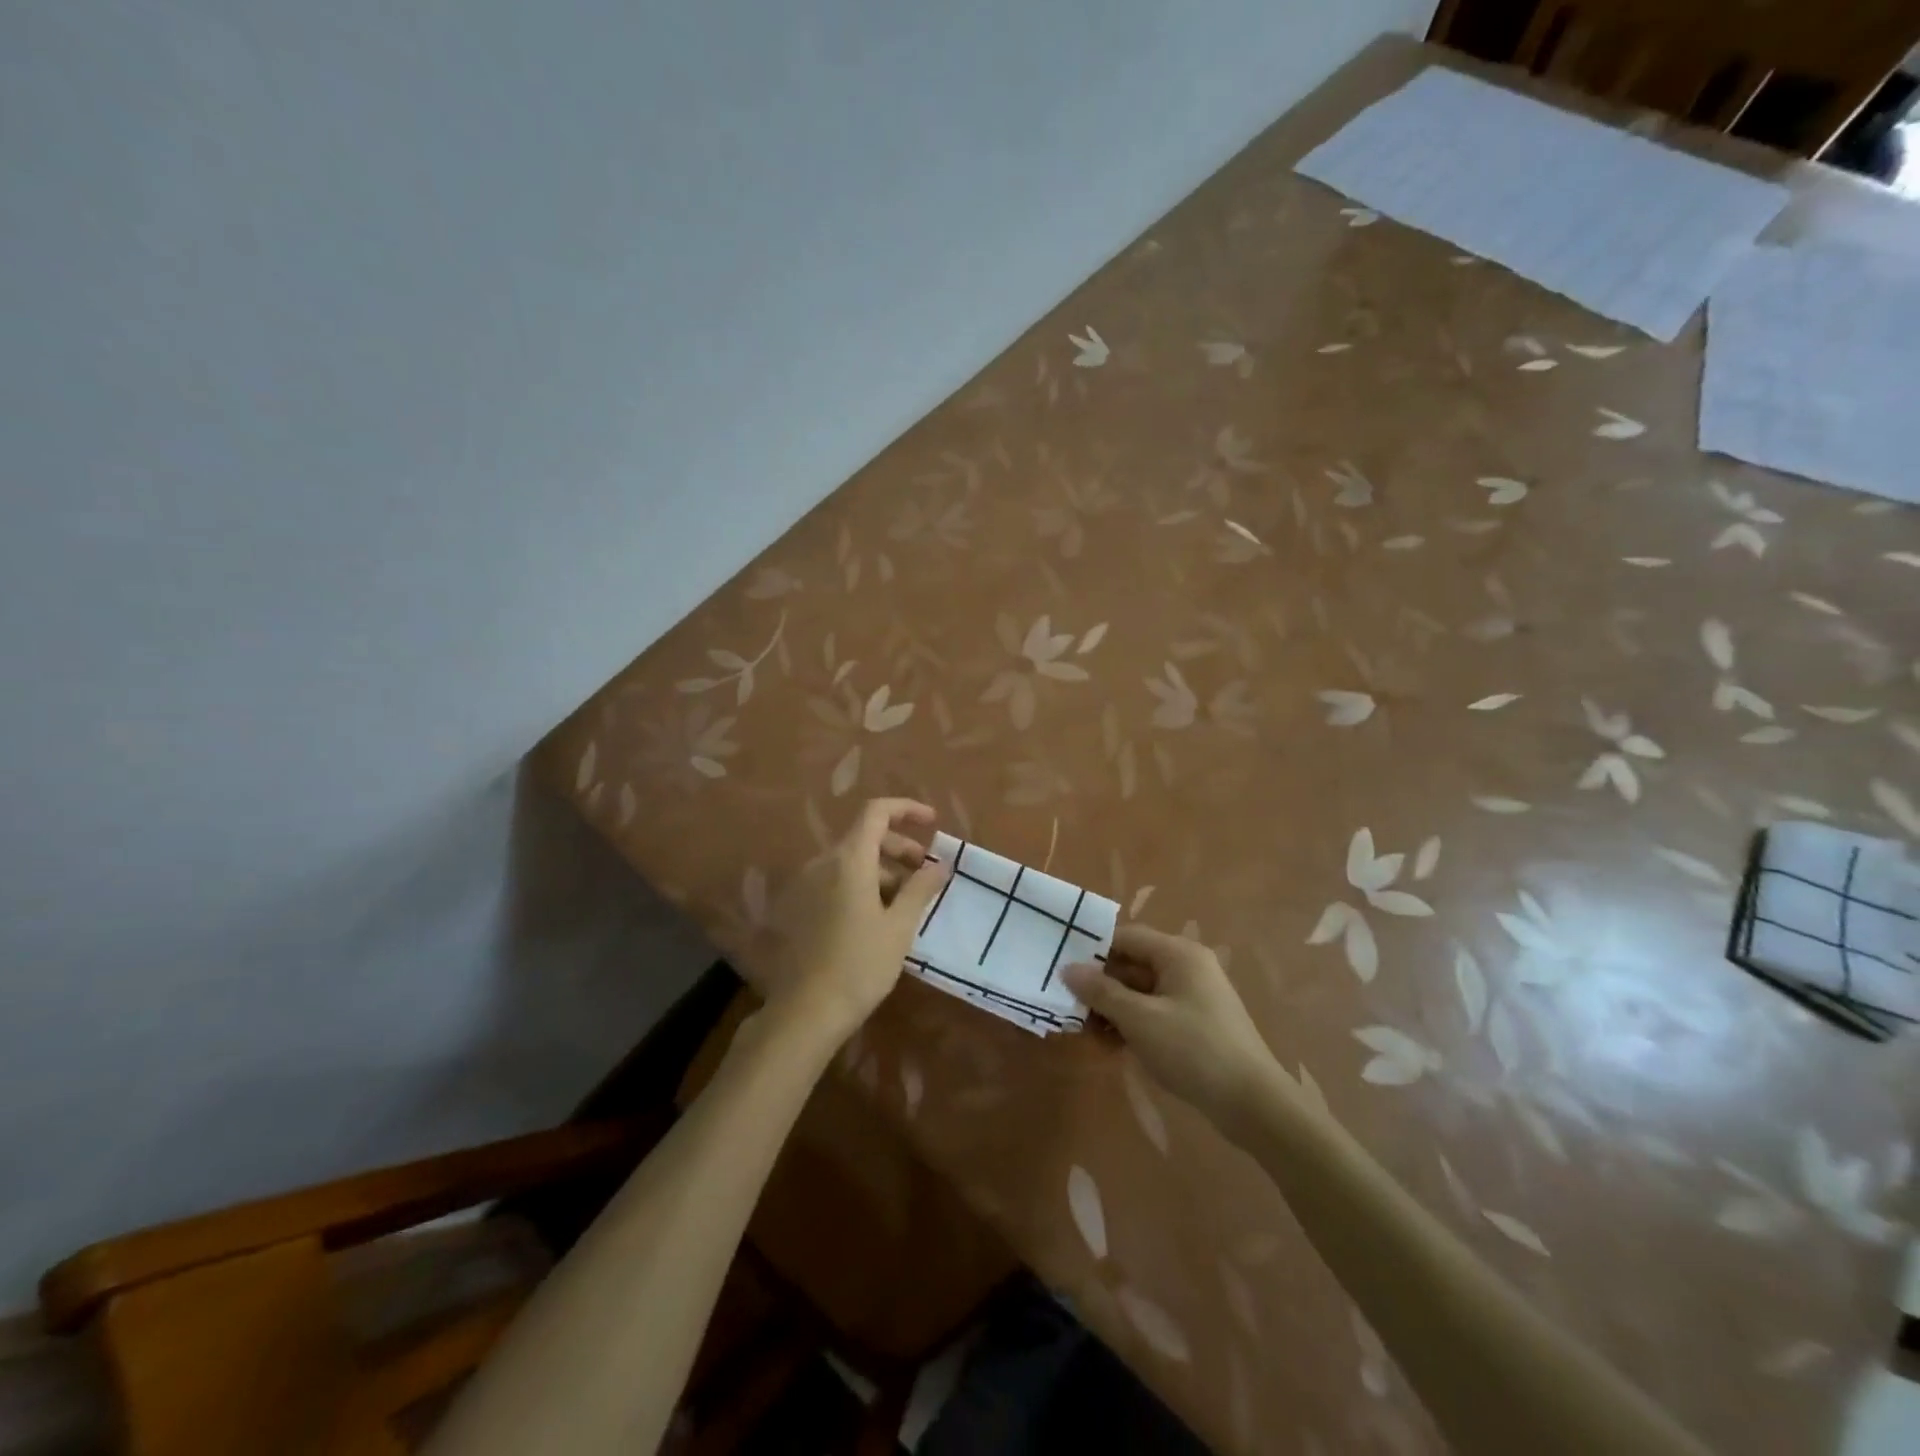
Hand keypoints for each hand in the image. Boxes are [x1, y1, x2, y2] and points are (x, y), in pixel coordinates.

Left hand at [762, 799, 947, 1042]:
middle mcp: (822, 863)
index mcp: (848, 860)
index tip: (932, 823)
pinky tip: (876, 917)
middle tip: (925, 873)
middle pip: (864, 837)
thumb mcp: (899, 926)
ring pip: (850, 861)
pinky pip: (834, 881)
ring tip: (905, 902)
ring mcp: (806, 885)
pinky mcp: (798, 907)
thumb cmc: (860, 965)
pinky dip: (860, 885)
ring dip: (882, 870)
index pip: (877, 812)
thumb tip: (940, 864)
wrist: (806, 1012)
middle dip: (899, 847)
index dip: (906, 809)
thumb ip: (920, 888)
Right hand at [1062, 925, 1280, 1129]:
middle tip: (1069, 1008)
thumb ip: (1101, 992)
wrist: (1252, 1104)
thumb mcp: (1140, 1019)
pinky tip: (1111, 1047)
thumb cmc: (1193, 1050)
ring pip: (1140, 992)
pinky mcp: (1195, 1024)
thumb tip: (1068, 968)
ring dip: (1113, 1009)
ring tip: (1085, 1033)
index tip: (1063, 970)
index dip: (1093, 950)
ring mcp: (1193, 997)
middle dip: (1100, 986)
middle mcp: (1187, 967)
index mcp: (1178, 954)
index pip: (1126, 937)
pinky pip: (1154, 1013)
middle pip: (1132, 965)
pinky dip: (1132, 1024)